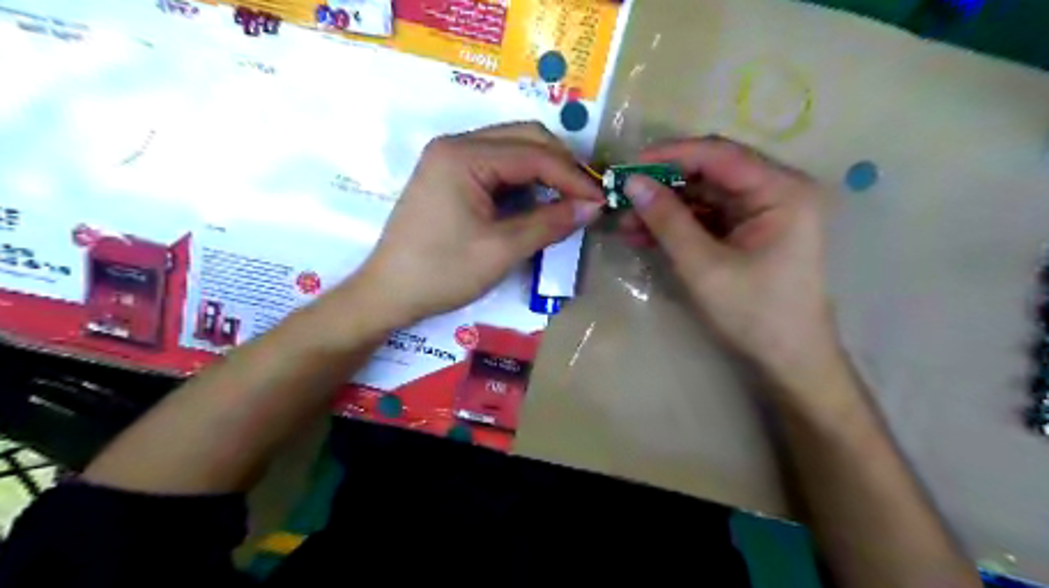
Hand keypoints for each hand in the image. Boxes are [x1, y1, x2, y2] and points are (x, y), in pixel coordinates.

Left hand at [348, 121, 601, 326]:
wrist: (388, 293)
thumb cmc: (442, 273)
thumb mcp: (501, 250)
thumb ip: (550, 223)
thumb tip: (593, 207)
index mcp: (463, 155)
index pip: (534, 154)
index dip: (573, 177)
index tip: (601, 201)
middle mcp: (455, 144)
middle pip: (524, 139)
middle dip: (561, 165)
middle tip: (586, 198)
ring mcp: (449, 158)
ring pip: (511, 149)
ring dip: (543, 171)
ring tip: (568, 200)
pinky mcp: (448, 175)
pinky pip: (496, 166)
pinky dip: (523, 181)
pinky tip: (537, 201)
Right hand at [617, 135, 841, 385]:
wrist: (787, 360)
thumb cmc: (755, 314)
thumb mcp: (704, 266)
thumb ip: (668, 221)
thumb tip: (632, 183)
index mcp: (782, 190)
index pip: (720, 154)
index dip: (671, 155)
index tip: (629, 165)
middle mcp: (777, 190)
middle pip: (711, 172)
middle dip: (664, 184)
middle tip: (622, 194)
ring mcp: (763, 211)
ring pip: (704, 196)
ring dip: (665, 207)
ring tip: (625, 221)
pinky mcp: (749, 231)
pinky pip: (707, 217)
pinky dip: (677, 224)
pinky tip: (644, 233)